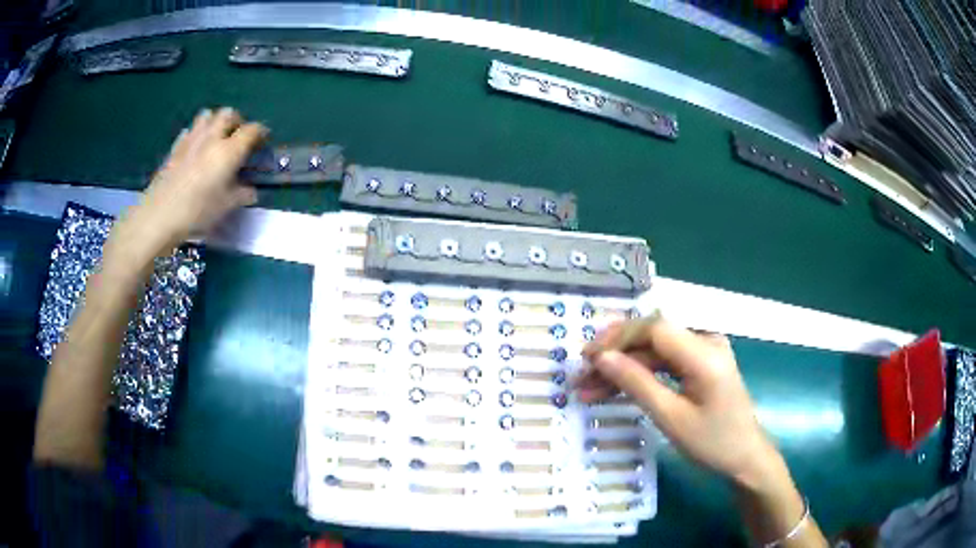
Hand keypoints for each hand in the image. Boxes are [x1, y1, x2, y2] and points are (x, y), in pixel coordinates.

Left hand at [113, 107, 267, 257]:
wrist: (159, 215)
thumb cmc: (196, 212)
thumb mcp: (225, 207)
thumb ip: (241, 195)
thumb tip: (251, 191)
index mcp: (229, 150)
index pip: (252, 130)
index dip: (261, 132)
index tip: (264, 140)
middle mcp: (212, 138)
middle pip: (229, 114)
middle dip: (237, 121)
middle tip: (238, 136)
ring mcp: (191, 140)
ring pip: (207, 115)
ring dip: (215, 121)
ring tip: (216, 137)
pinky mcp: (175, 147)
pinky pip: (189, 130)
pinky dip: (196, 133)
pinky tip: (195, 148)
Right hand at [577, 318, 779, 488]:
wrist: (744, 458)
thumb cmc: (712, 443)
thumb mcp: (671, 418)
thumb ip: (636, 384)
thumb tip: (601, 358)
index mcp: (704, 352)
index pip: (654, 328)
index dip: (617, 339)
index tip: (587, 359)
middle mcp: (706, 341)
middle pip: (652, 337)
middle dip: (615, 355)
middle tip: (582, 375)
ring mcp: (705, 351)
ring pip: (655, 351)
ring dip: (624, 367)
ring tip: (591, 388)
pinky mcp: (702, 363)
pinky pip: (665, 362)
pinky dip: (641, 374)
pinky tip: (616, 388)